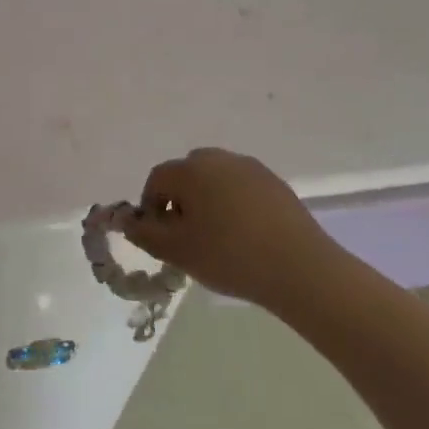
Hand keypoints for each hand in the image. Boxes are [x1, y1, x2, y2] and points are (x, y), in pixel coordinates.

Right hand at [122, 147, 349, 308]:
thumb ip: (143, 233)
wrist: (301, 269)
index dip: (150, 208)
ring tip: (215, 238)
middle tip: (185, 236)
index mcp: (191, 170)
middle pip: (186, 175)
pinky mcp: (276, 184)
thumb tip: (127, 220)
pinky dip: (232, 205)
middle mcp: (220, 159)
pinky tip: (243, 236)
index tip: (159, 237)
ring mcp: (252, 169)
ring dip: (206, 201)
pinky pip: (240, 188)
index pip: (156, 180)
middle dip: (178, 201)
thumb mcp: (175, 251)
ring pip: (215, 180)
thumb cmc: (228, 256)